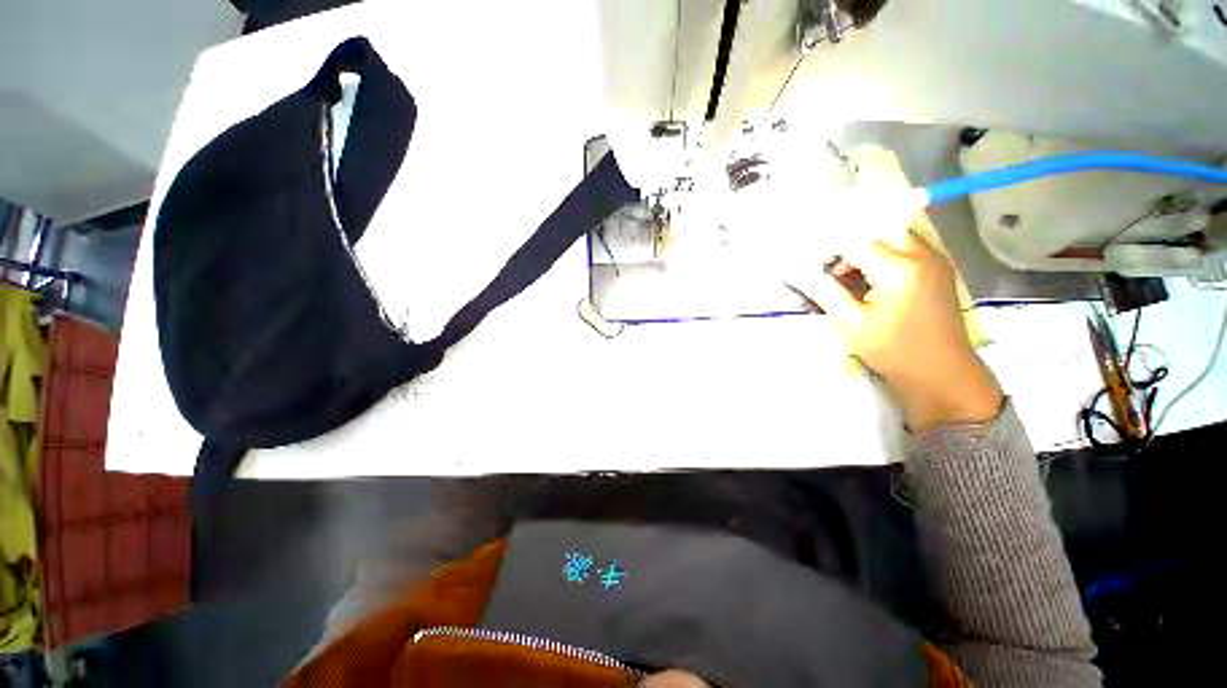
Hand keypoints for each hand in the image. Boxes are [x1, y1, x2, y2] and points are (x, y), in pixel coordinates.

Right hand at [788, 230, 1002, 432]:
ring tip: (847, 276)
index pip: (854, 241)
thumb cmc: (893, 351)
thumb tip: (799, 273)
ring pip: (893, 235)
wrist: (942, 372)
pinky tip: (870, 279)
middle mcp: (921, 255)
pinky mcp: (938, 268)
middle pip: (877, 229)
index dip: (827, 247)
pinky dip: (884, 254)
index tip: (808, 260)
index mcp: (898, 269)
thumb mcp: (851, 324)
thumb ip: (825, 292)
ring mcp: (934, 259)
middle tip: (830, 267)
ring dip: (867, 248)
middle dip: (850, 243)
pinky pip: (906, 246)